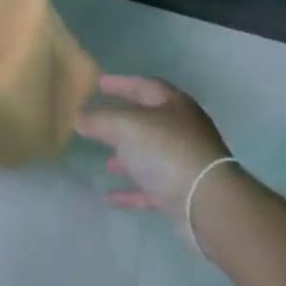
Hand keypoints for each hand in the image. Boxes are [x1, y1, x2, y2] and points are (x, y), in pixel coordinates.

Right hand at [74, 74, 231, 216]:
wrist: (207, 202)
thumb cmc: (168, 151)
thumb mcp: (127, 127)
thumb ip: (100, 120)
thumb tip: (78, 117)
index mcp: (174, 105)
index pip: (145, 85)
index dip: (121, 83)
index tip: (98, 83)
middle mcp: (183, 129)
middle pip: (149, 120)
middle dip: (122, 121)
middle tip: (97, 121)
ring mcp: (185, 162)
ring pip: (151, 154)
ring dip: (128, 156)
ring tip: (105, 160)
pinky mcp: (182, 192)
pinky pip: (151, 187)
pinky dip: (131, 189)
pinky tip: (111, 196)